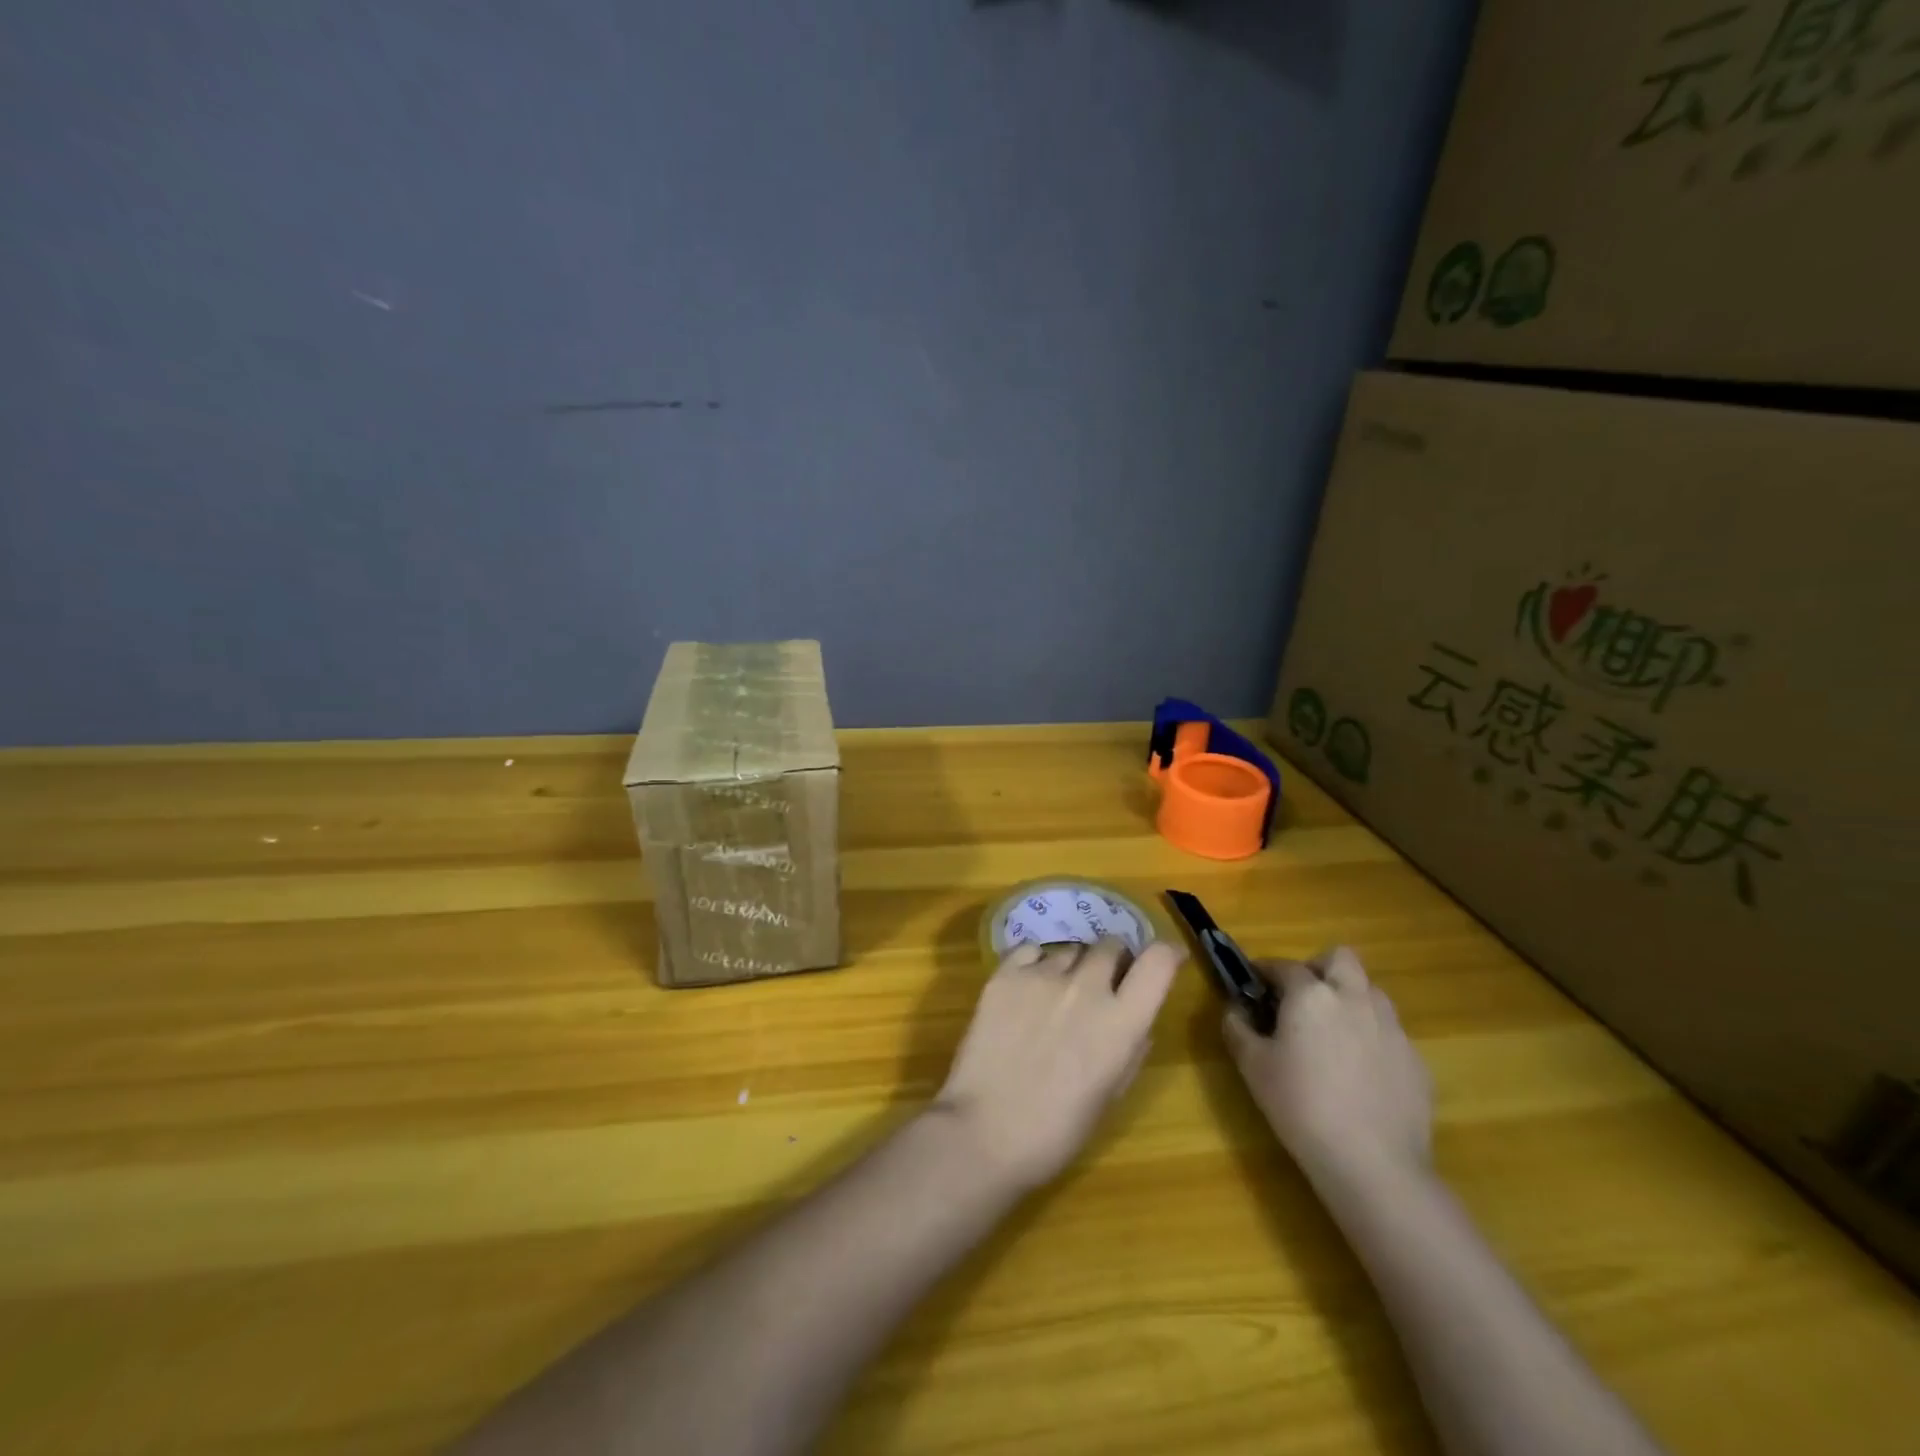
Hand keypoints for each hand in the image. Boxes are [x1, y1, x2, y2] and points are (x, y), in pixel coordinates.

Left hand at [934, 937, 1183, 1192]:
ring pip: (1071, 948)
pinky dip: (1037, 963)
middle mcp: (1086, 987)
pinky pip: (1031, 950)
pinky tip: (1028, 988)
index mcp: (1121, 1022)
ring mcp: (1042, 976)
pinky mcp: (1005, 974)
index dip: (1166, 954)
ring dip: (1074, 966)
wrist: (985, 1131)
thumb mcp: (1111, 1095)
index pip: (1158, 962)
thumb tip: (1137, 1021)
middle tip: (1104, 983)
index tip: (1165, 957)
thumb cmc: (1057, 1130)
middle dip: (1114, 960)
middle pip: (1111, 945)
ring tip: (1058, 995)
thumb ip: (1130, 1048)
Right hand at [1222, 946, 1432, 1188]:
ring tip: (1332, 1034)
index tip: (1253, 985)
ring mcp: (1391, 1027)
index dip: (1264, 971)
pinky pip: (1389, 1032)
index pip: (1284, 965)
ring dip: (1349, 999)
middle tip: (1301, 999)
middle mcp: (1354, 998)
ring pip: (1370, 992)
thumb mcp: (1252, 1066)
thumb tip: (1235, 1009)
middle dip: (1319, 968)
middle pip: (1341, 958)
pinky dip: (1371, 1038)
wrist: (1373, 1164)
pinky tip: (1359, 1074)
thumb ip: (1237, 1027)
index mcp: (1311, 994)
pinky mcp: (1416, 1059)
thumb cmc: (1301, 1106)